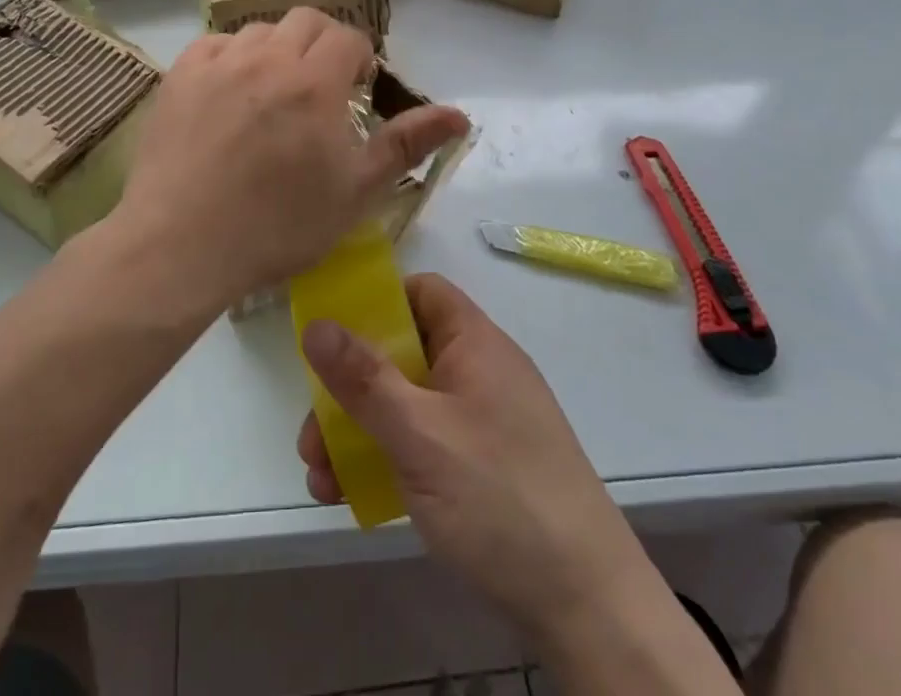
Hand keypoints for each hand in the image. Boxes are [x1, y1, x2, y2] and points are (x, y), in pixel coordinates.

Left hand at [115, 10, 469, 305]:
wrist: (181, 245)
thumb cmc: (278, 226)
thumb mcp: (356, 192)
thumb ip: (407, 144)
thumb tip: (459, 114)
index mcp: (315, 82)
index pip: (348, 37)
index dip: (359, 59)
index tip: (355, 89)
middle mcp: (268, 57)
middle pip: (306, 20)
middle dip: (322, 44)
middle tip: (320, 87)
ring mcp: (218, 63)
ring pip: (259, 30)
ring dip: (277, 50)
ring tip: (273, 92)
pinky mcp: (179, 76)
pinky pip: (214, 45)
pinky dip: (231, 58)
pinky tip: (229, 93)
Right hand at [297, 274, 653, 640]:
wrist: (588, 607)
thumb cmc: (500, 497)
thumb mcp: (421, 434)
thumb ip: (364, 379)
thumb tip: (316, 323)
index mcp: (474, 343)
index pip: (422, 292)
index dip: (376, 302)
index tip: (332, 333)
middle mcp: (479, 373)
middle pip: (403, 355)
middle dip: (350, 389)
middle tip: (312, 434)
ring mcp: (481, 424)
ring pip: (406, 406)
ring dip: (359, 433)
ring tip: (320, 479)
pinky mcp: (482, 470)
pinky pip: (422, 446)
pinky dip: (387, 462)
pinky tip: (352, 499)